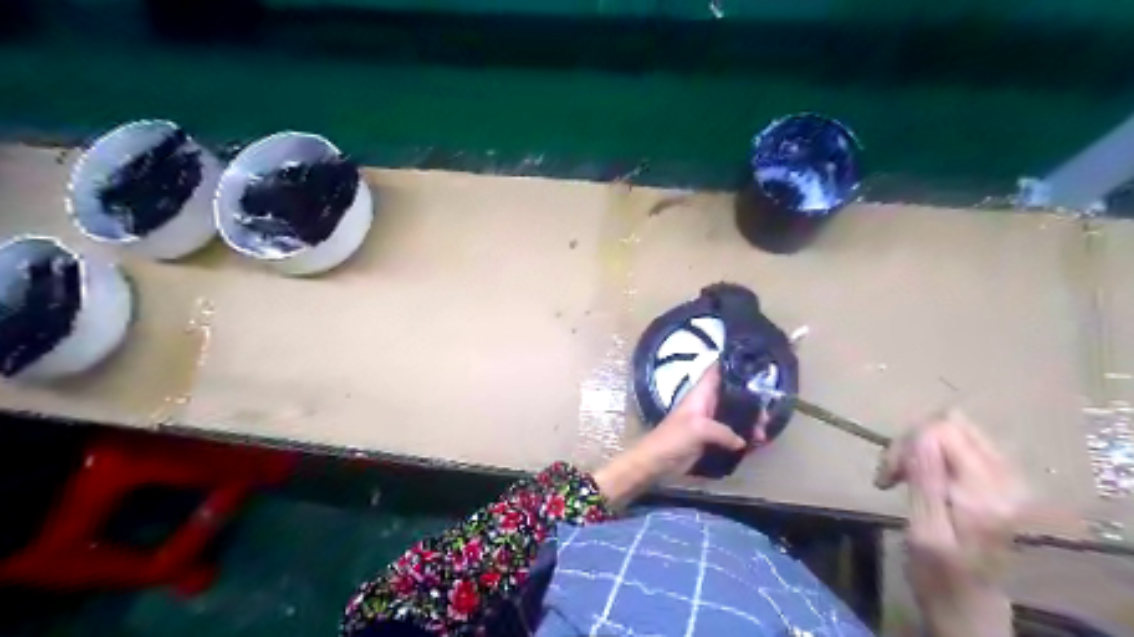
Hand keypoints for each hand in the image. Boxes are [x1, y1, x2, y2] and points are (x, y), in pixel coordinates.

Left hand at [588, 362, 764, 508]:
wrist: (657, 462)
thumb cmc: (673, 438)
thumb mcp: (698, 429)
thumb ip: (723, 431)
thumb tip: (743, 441)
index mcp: (701, 394)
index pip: (717, 370)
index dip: (732, 363)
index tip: (753, 361)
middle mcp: (708, 403)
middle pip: (733, 394)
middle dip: (751, 399)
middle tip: (768, 409)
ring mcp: (711, 421)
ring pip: (735, 415)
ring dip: (750, 421)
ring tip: (764, 432)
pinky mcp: (712, 439)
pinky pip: (733, 434)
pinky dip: (745, 437)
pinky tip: (758, 443)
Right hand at [870, 413, 1023, 635]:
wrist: (971, 604)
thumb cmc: (939, 576)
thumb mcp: (924, 533)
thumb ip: (926, 482)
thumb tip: (920, 436)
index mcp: (985, 492)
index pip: (943, 430)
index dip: (906, 443)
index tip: (888, 475)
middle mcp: (1006, 478)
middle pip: (951, 422)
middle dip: (911, 440)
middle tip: (891, 473)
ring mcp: (1008, 476)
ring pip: (956, 427)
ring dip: (921, 444)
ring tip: (903, 474)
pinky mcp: (1001, 478)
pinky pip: (963, 441)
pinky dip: (933, 451)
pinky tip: (921, 475)